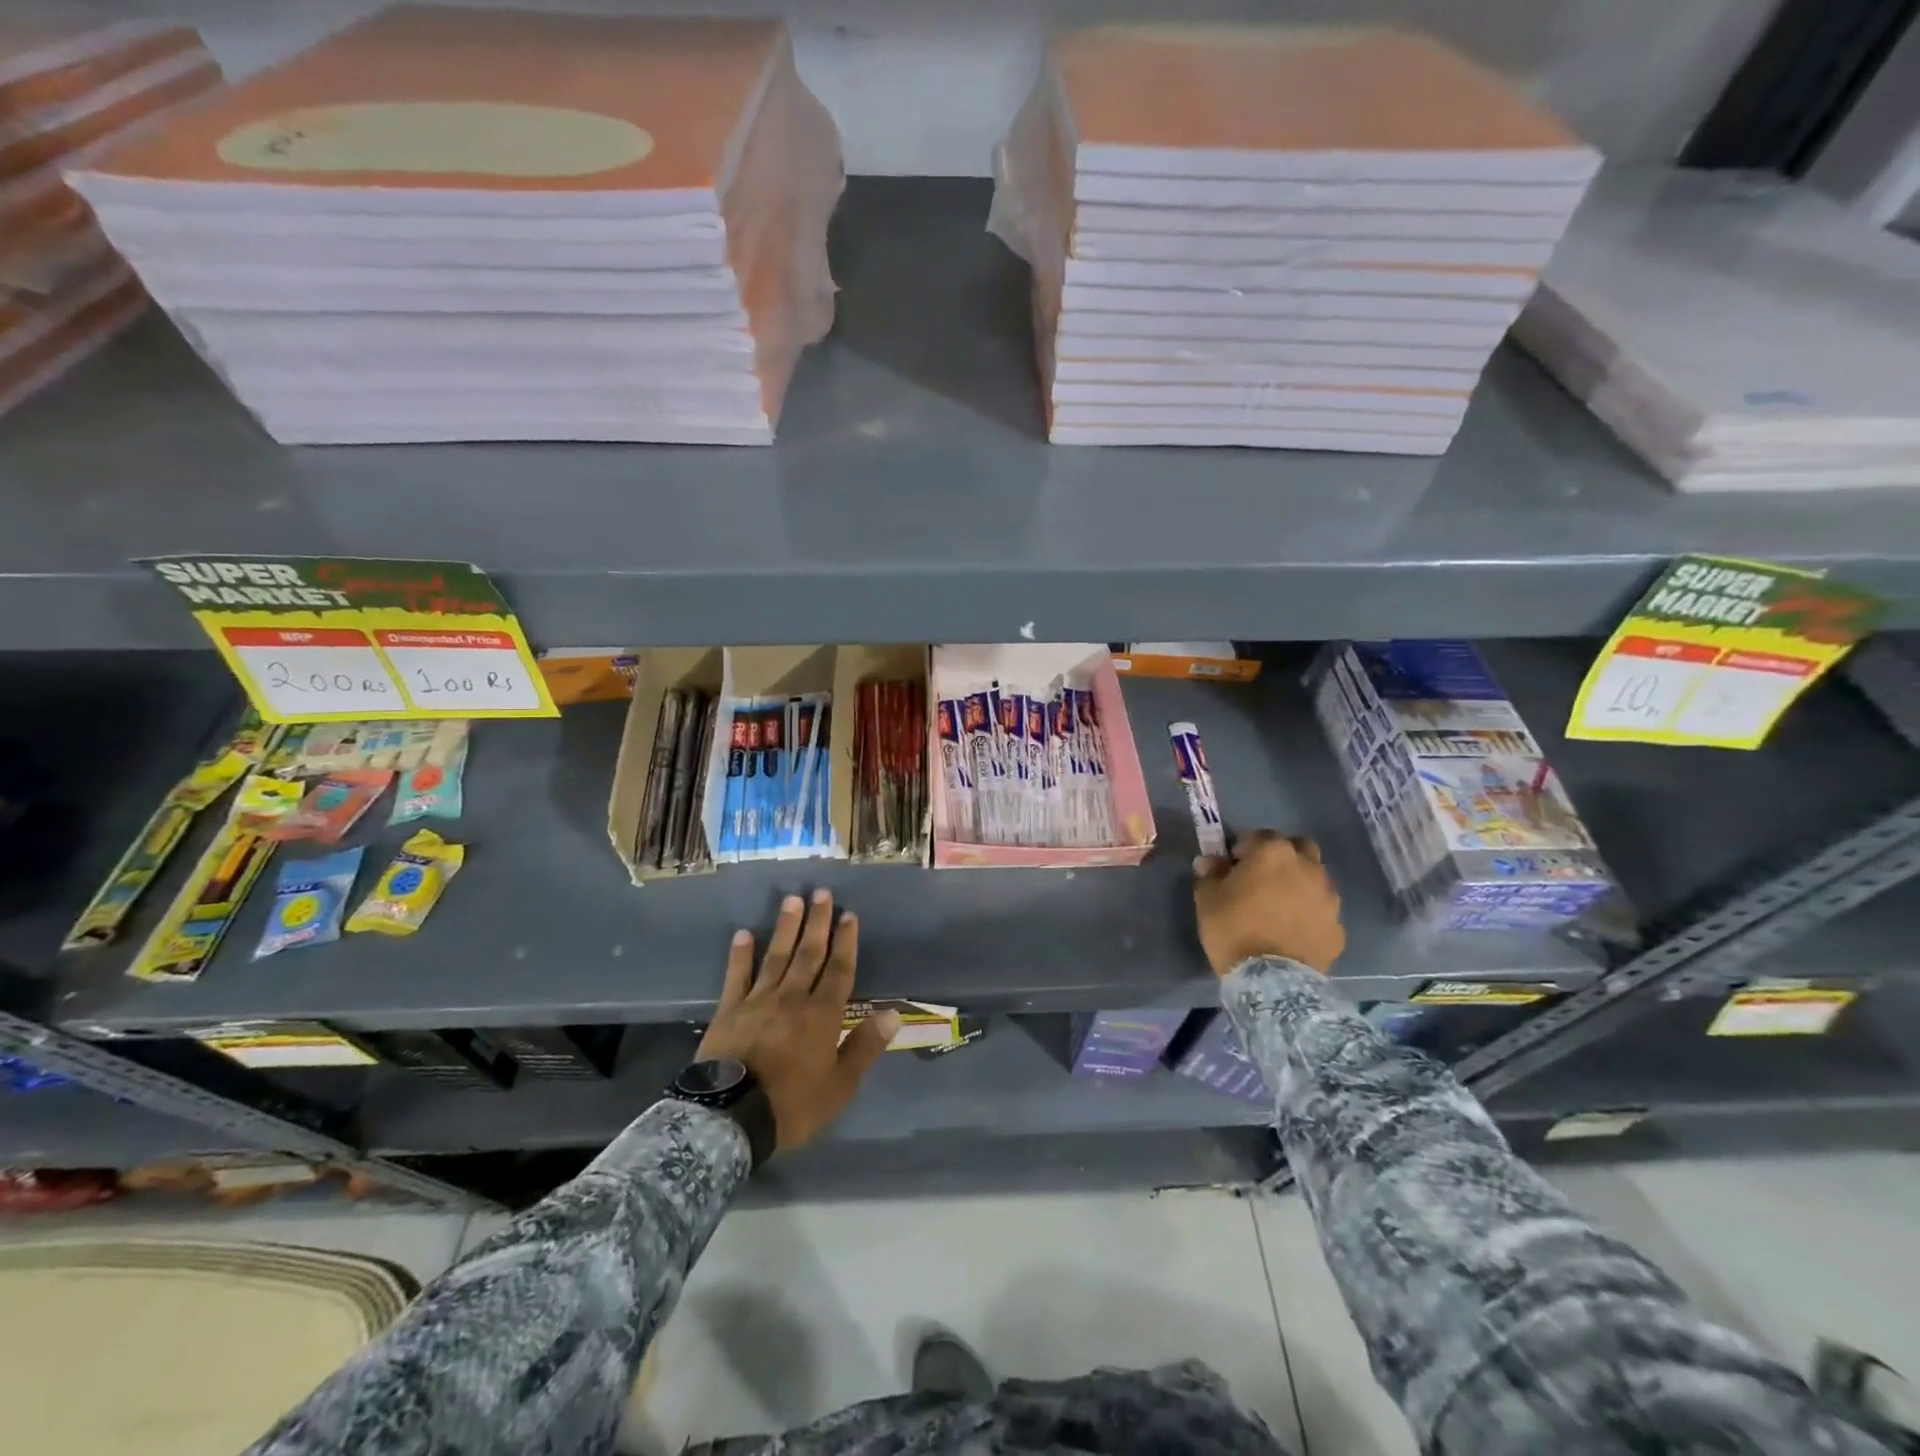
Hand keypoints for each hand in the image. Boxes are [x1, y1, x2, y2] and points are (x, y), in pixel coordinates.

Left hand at [697, 889, 899, 1149]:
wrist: (731, 1118)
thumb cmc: (793, 1105)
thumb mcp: (840, 1086)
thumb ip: (865, 1047)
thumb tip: (893, 1013)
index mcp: (823, 1015)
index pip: (839, 970)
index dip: (846, 942)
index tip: (849, 915)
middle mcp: (793, 998)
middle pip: (809, 954)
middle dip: (817, 922)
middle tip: (821, 892)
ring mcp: (758, 1001)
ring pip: (776, 956)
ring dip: (785, 927)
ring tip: (791, 900)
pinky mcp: (729, 1011)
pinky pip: (736, 976)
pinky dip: (740, 954)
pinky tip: (743, 933)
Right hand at [1193, 830, 1344, 975]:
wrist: (1272, 980)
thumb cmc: (1233, 929)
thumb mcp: (1207, 898)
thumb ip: (1210, 872)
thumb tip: (1210, 861)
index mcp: (1273, 852)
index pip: (1257, 835)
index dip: (1242, 848)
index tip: (1231, 865)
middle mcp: (1307, 866)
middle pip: (1298, 847)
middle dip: (1282, 856)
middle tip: (1262, 877)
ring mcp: (1328, 897)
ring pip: (1315, 877)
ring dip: (1299, 883)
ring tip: (1280, 906)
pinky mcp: (1337, 926)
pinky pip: (1321, 910)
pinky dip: (1309, 913)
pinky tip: (1293, 929)